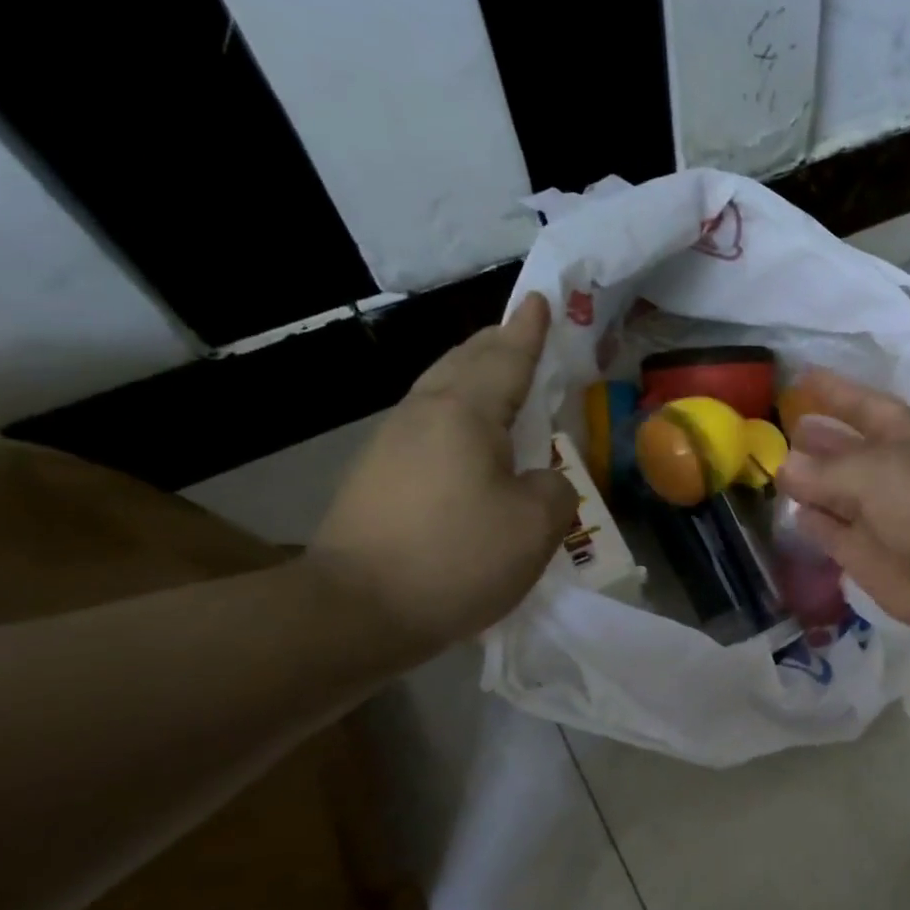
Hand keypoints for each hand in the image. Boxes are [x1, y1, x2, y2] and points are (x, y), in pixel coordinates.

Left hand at [308, 295, 575, 648]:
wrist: (354, 612)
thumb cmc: (456, 558)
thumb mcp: (537, 525)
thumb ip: (556, 489)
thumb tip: (540, 481)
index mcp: (464, 413)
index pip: (505, 357)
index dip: (528, 330)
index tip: (539, 297)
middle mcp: (423, 415)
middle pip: (463, 363)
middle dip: (496, 343)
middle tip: (521, 331)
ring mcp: (391, 445)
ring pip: (440, 391)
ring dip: (473, 376)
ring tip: (500, 378)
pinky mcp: (376, 477)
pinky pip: (429, 424)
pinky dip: (458, 414)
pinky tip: (471, 440)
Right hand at [775, 369, 909, 640]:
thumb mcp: (877, 472)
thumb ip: (826, 468)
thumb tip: (785, 465)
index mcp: (906, 436)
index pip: (863, 405)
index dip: (834, 390)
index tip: (800, 375)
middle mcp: (892, 471)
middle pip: (845, 449)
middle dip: (815, 437)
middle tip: (775, 428)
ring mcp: (879, 515)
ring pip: (833, 492)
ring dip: (806, 481)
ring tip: (769, 467)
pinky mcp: (866, 555)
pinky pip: (831, 532)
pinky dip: (812, 523)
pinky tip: (790, 511)